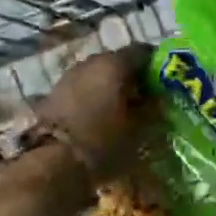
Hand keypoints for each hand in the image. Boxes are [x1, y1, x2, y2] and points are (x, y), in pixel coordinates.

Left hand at [34, 44, 152, 181]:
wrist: (51, 163)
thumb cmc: (102, 143)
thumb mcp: (138, 130)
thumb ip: (151, 109)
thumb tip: (157, 99)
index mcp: (114, 64)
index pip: (143, 52)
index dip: (156, 65)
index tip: (164, 82)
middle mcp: (90, 62)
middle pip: (117, 61)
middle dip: (131, 77)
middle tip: (144, 98)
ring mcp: (68, 76)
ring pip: (97, 74)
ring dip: (109, 86)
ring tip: (120, 109)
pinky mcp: (53, 93)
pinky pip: (81, 88)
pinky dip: (92, 96)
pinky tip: (97, 116)